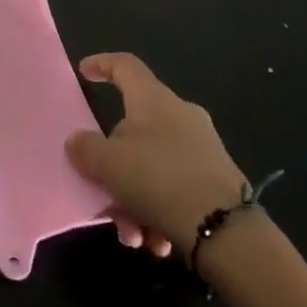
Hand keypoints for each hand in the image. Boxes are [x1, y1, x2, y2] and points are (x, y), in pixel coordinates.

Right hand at [65, 53, 250, 251]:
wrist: (228, 232)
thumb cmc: (159, 180)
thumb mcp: (108, 164)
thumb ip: (85, 148)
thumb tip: (78, 141)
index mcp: (154, 99)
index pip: (125, 66)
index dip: (102, 64)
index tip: (84, 72)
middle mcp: (180, 116)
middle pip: (133, 128)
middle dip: (113, 166)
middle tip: (101, 190)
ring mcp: (201, 148)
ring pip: (151, 166)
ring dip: (133, 199)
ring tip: (132, 234)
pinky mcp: (215, 180)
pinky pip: (173, 188)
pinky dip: (158, 211)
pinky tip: (156, 241)